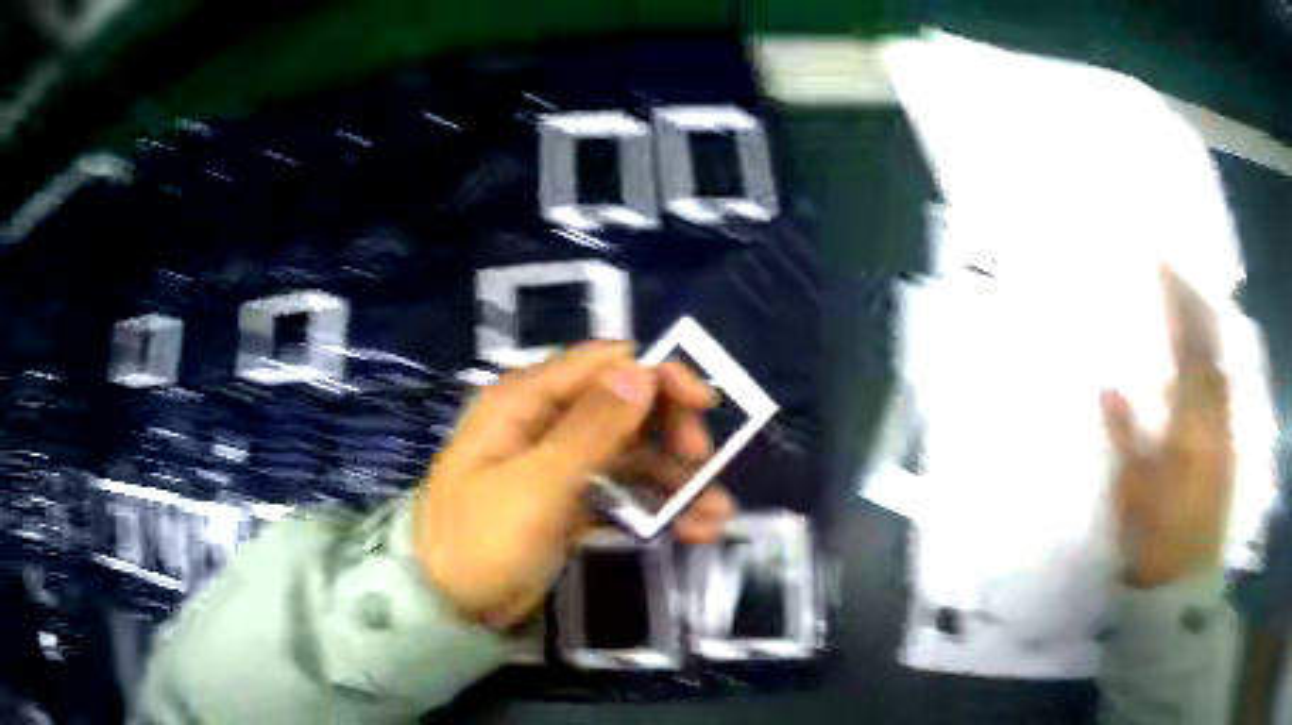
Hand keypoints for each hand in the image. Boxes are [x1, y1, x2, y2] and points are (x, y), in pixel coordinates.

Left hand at [413, 341, 735, 628]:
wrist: (449, 607)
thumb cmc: (481, 542)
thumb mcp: (536, 485)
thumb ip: (591, 429)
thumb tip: (640, 369)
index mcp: (526, 401)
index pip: (602, 364)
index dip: (657, 375)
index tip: (703, 406)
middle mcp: (546, 422)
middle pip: (625, 406)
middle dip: (671, 432)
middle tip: (701, 464)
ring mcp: (561, 465)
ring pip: (632, 455)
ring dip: (676, 480)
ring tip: (716, 515)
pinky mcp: (572, 503)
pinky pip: (623, 493)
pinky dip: (658, 507)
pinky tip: (694, 530)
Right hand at [1101, 267, 1234, 588]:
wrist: (1183, 584)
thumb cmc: (1155, 540)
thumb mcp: (1132, 493)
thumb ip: (1125, 437)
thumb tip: (1108, 387)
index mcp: (1190, 423)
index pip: (1188, 347)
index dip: (1178, 303)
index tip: (1162, 262)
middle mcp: (1214, 417)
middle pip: (1211, 347)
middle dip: (1196, 304)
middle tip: (1177, 270)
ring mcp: (1224, 432)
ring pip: (1220, 364)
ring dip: (1208, 329)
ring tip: (1192, 302)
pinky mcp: (1226, 447)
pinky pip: (1223, 389)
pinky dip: (1214, 362)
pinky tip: (1205, 359)